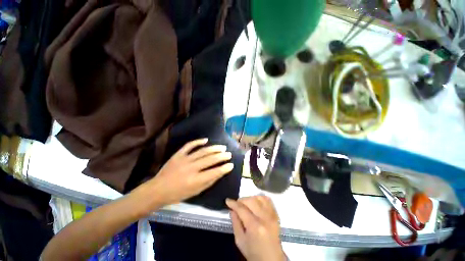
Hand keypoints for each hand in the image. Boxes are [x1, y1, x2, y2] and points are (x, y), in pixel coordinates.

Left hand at [146, 138, 233, 206]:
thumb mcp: (195, 192)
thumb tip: (220, 172)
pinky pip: (189, 145)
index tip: (231, 165)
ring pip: (202, 151)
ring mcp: (184, 159)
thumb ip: (209, 181)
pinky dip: (198, 141)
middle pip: (210, 159)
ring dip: (214, 148)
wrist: (158, 189)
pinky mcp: (178, 154)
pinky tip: (206, 140)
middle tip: (229, 154)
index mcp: (195, 180)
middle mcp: (191, 168)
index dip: (224, 168)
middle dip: (222, 156)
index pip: (214, 172)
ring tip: (222, 147)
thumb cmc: (178, 194)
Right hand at [226, 196, 285, 260]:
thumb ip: (235, 223)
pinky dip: (260, 198)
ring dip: (250, 198)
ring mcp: (272, 216)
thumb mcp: (240, 241)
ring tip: (246, 204)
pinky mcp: (276, 215)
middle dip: (241, 200)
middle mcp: (264, 218)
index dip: (233, 203)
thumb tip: (232, 209)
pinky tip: (256, 202)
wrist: (271, 260)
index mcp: (254, 227)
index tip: (227, 201)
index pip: (242, 209)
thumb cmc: (253, 253)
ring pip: (260, 198)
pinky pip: (268, 200)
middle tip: (236, 204)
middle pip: (251, 200)